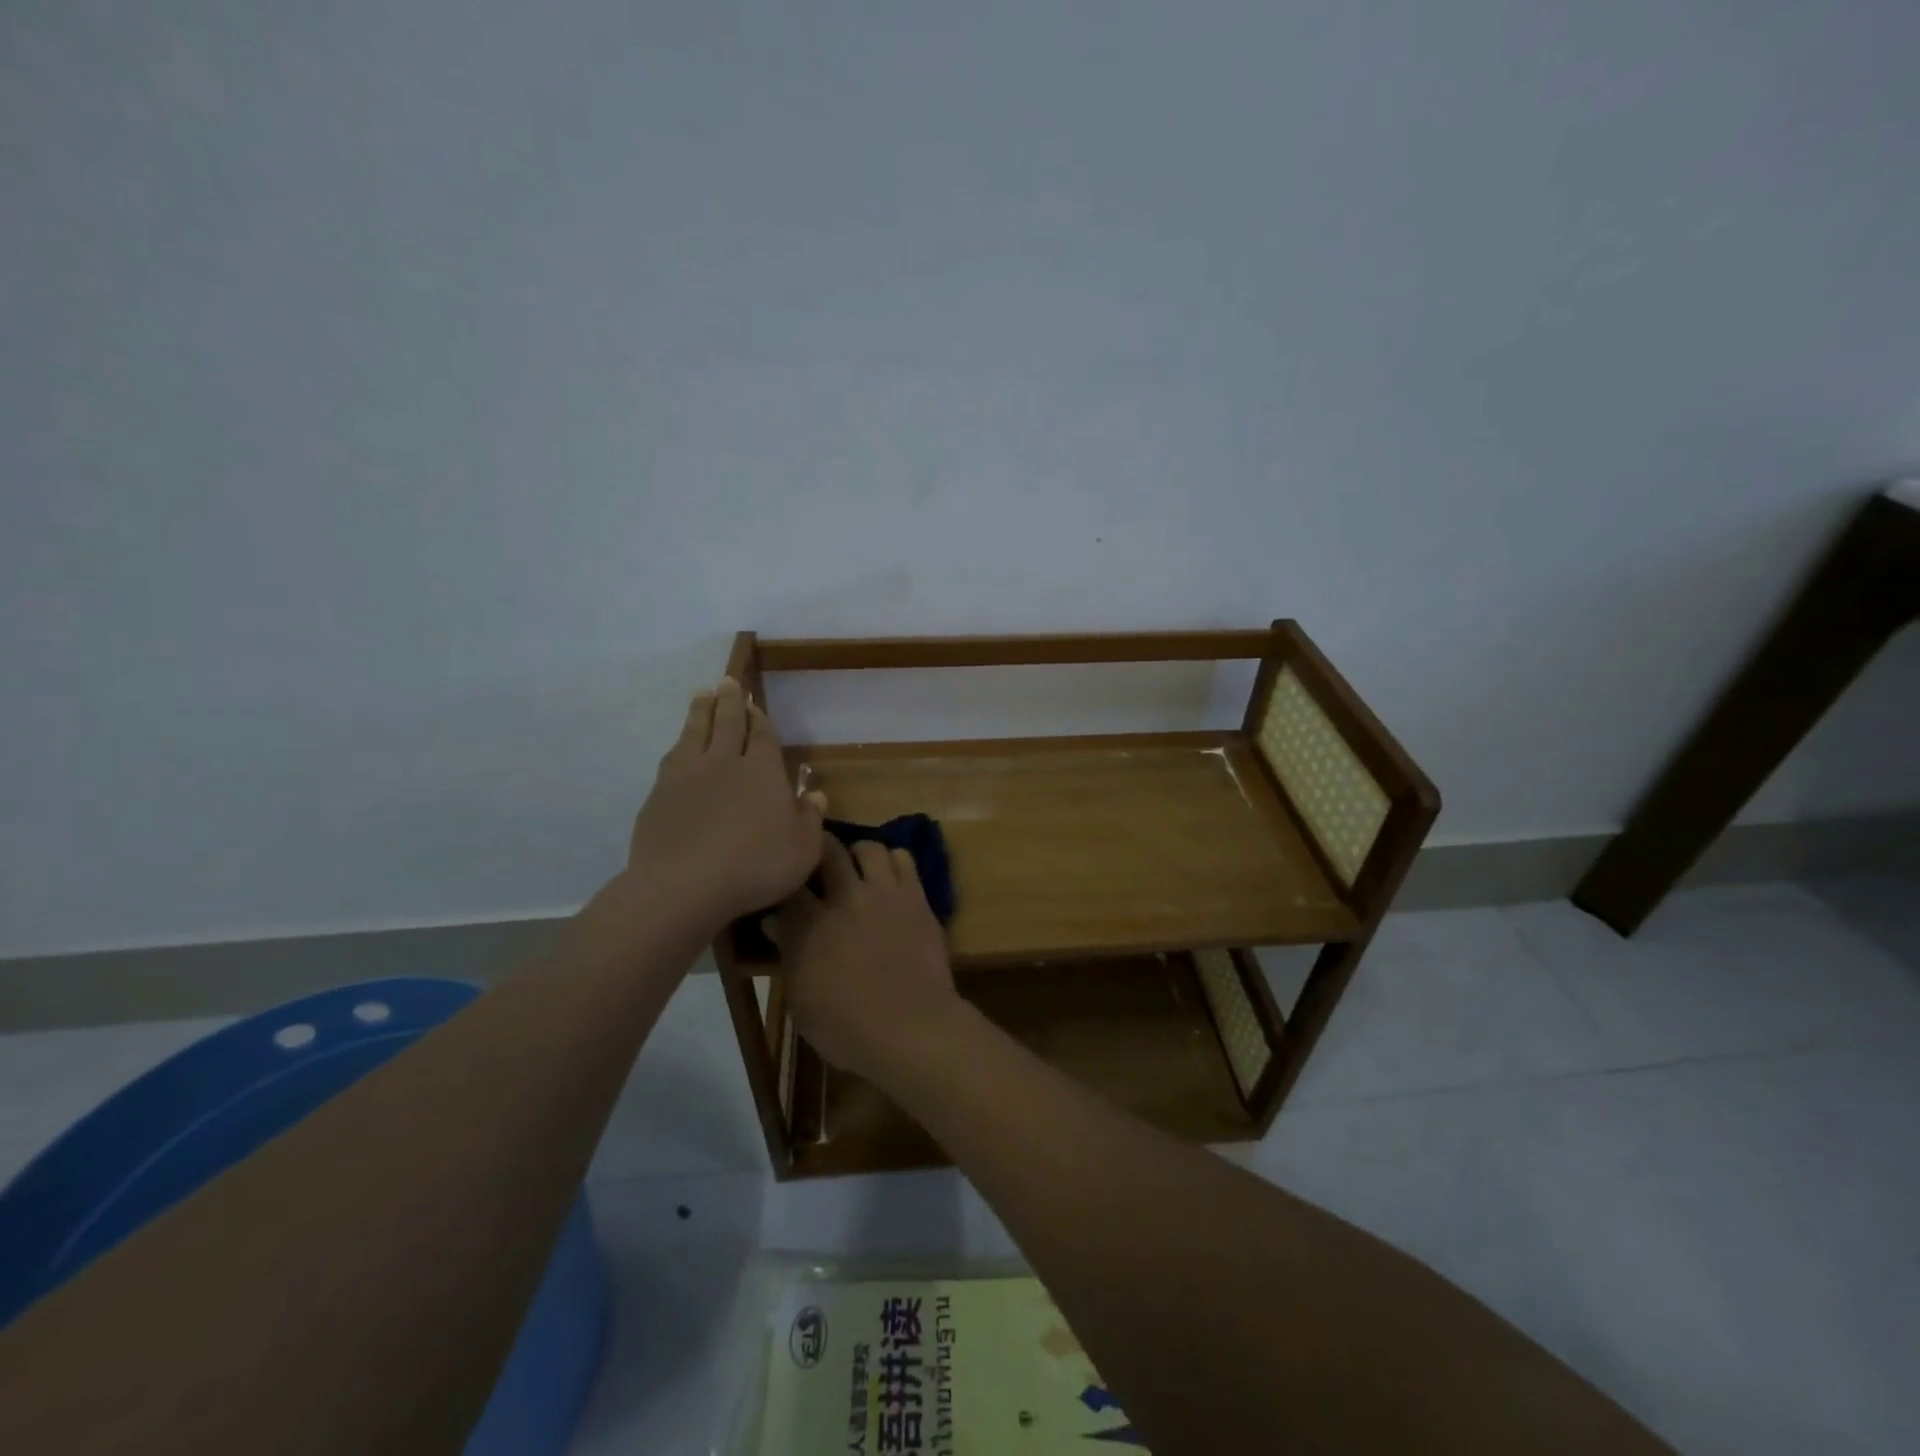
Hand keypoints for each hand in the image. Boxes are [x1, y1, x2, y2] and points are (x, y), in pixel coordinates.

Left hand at [625, 678, 825, 927]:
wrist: (684, 885)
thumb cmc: (755, 866)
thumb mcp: (802, 849)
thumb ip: (810, 819)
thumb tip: (817, 795)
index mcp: (762, 771)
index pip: (763, 736)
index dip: (760, 719)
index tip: (754, 704)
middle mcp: (725, 762)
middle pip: (727, 723)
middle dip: (730, 701)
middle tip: (727, 681)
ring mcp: (687, 775)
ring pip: (695, 732)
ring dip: (701, 711)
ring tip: (702, 695)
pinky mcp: (659, 794)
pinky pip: (672, 758)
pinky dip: (679, 744)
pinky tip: (678, 746)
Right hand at [773, 836, 962, 1081]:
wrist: (912, 1028)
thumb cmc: (847, 1028)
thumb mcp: (802, 1000)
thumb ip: (788, 954)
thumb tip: (773, 922)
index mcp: (808, 924)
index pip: (788, 883)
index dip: (785, 879)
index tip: (784, 886)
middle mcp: (845, 897)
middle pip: (827, 850)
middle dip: (819, 852)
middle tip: (819, 867)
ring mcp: (884, 892)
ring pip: (868, 846)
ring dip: (858, 854)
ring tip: (857, 870)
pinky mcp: (916, 896)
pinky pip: (904, 859)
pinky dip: (893, 862)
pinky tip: (889, 879)